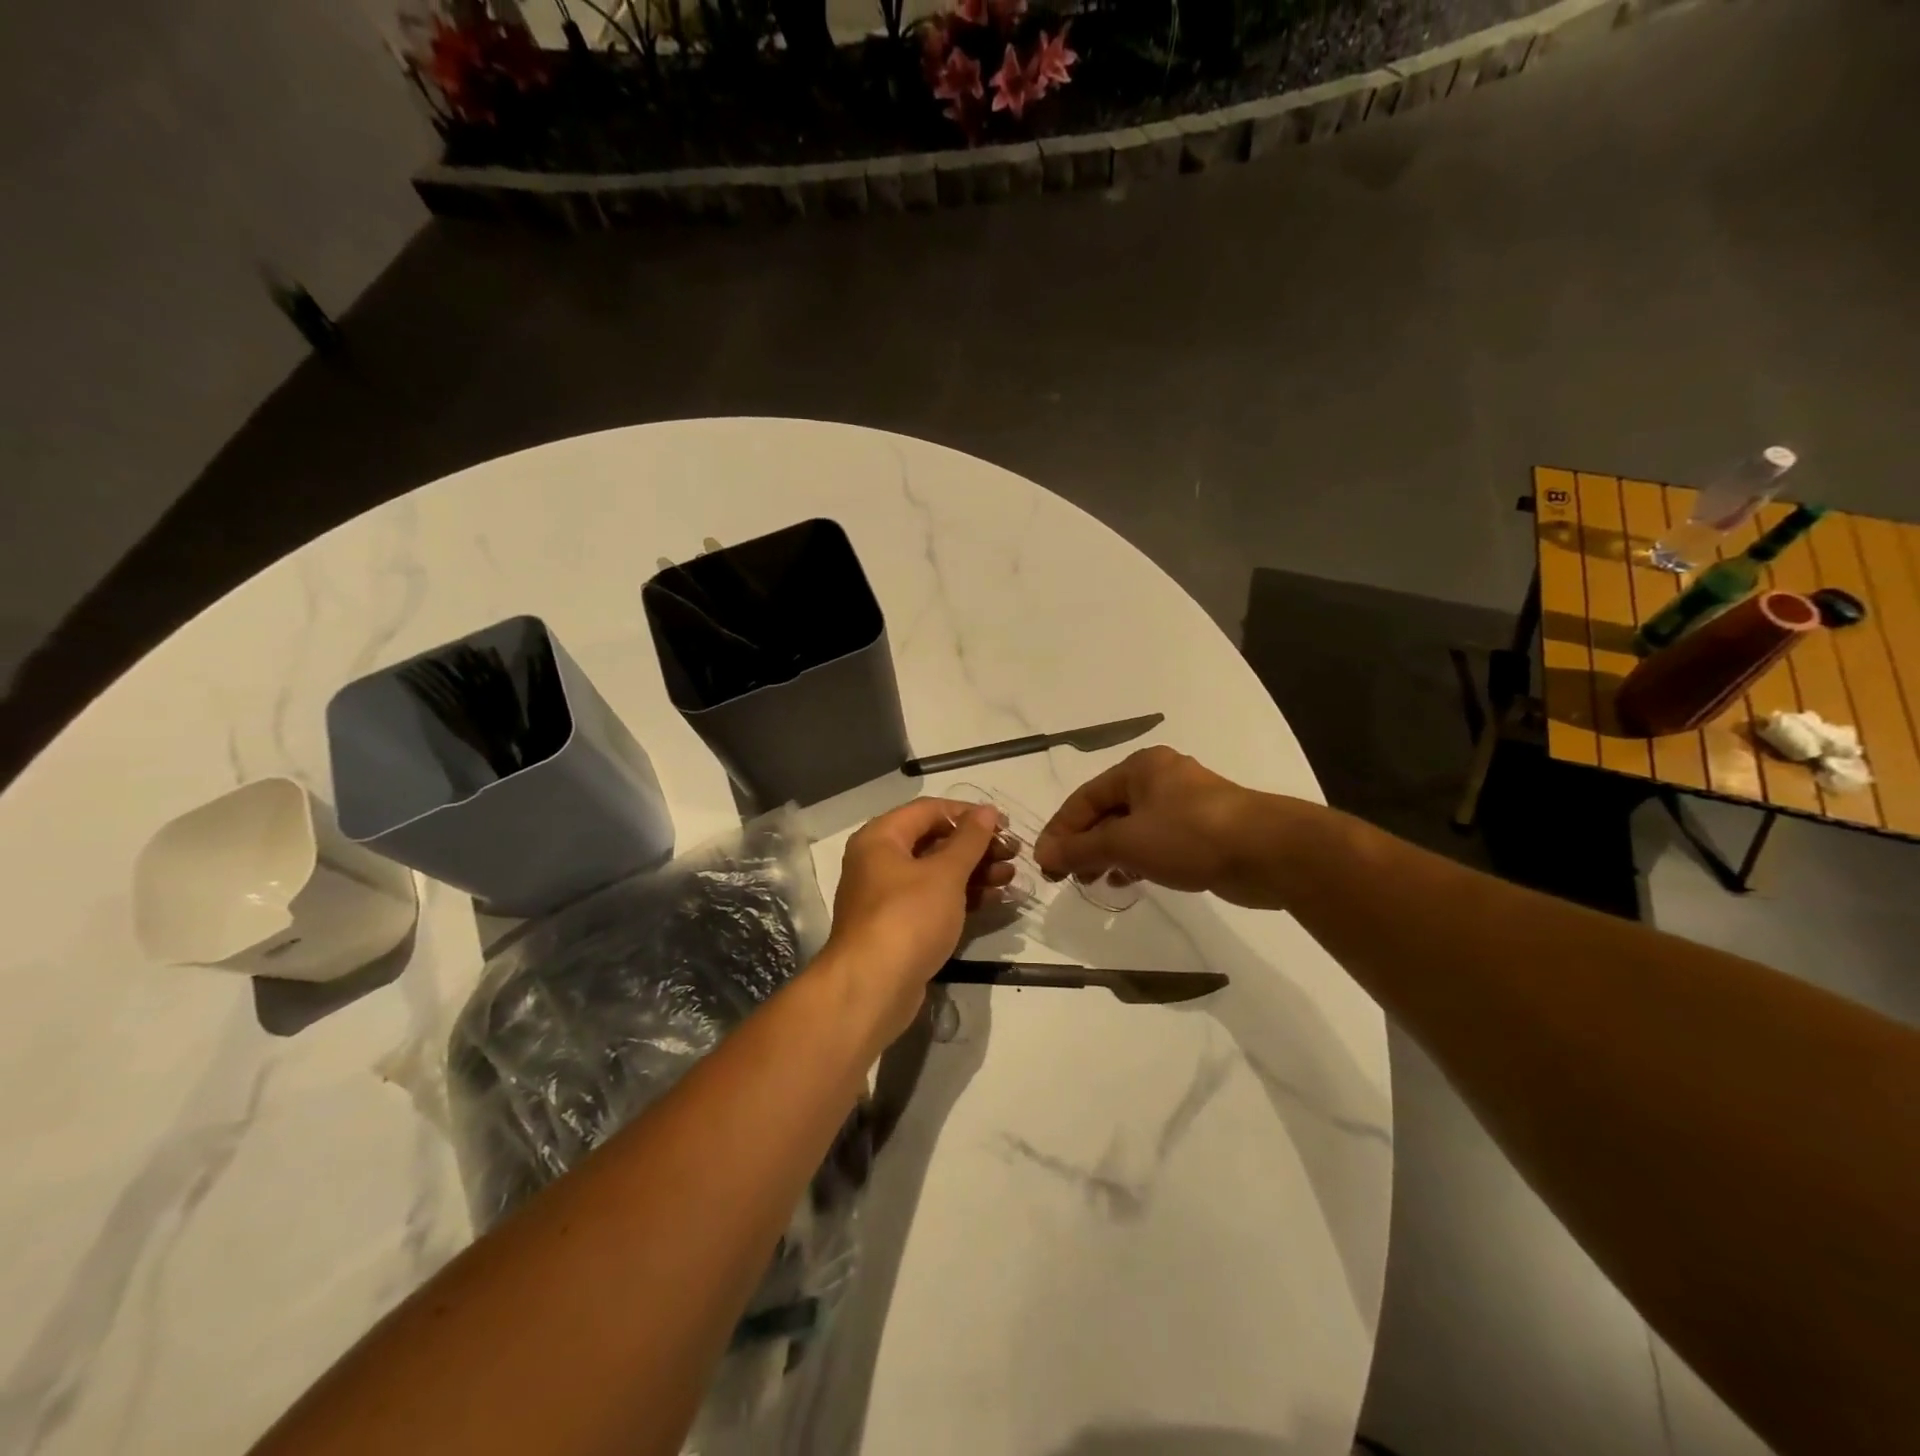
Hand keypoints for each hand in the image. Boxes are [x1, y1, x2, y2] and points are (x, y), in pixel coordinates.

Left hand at [823, 798, 1016, 1039]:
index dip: (967, 813)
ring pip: (937, 873)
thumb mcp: (945, 874)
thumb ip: (969, 840)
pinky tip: (996, 899)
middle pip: (933, 841)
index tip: (1003, 824)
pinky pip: (935, 900)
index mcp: (881, 838)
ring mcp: (888, 896)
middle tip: (1013, 853)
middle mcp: (879, 861)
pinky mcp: (900, 926)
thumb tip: (987, 811)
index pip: (929, 810)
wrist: (872, 988)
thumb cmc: (908, 917)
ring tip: (1012, 877)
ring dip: (975, 872)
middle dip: (976, 846)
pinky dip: (963, 896)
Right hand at [1035, 746, 1296, 907]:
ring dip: (1108, 855)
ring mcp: (1184, 804)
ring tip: (1095, 882)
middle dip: (1084, 845)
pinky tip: (1129, 880)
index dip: (1060, 831)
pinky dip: (1137, 859)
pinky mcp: (1202, 830)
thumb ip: (1081, 849)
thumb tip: (1042, 855)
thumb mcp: (1127, 842)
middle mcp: (1159, 779)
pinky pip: (1156, 841)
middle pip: (1107, 812)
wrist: (1269, 851)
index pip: (1084, 798)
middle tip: (1066, 877)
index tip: (1044, 863)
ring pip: (1132, 829)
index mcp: (1139, 768)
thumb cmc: (1189, 835)